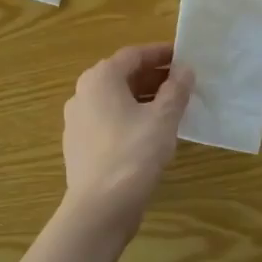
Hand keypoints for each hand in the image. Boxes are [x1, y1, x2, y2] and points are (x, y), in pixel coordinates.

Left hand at [60, 44, 193, 238]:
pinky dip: (129, 118)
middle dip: (152, 77)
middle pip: (121, 76)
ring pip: (114, 100)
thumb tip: (184, 70)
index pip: (133, 55)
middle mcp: (82, 94)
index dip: (160, 54)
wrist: (99, 207)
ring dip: (142, 99)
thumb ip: (176, 90)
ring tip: (171, 108)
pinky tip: (149, 133)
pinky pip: (108, 121)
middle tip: (182, 83)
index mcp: (100, 79)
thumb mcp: (163, 118)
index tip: (183, 57)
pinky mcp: (79, 145)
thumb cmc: (133, 154)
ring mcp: (77, 121)